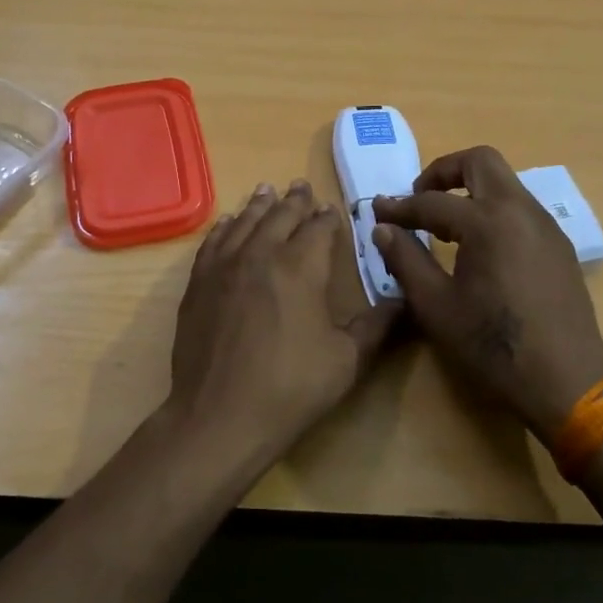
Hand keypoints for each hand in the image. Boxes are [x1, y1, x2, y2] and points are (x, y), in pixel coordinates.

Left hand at [167, 180, 399, 468]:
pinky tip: (228, 222)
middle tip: (301, 186)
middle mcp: (260, 254)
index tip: (332, 209)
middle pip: (279, 216)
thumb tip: (404, 302)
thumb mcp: (347, 361)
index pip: (318, 229)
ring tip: (267, 190)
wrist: (220, 415)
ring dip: (259, 205)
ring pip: (244, 223)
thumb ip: (376, 326)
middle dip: (294, 201)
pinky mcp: (198, 284)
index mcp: (300, 268)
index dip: (327, 217)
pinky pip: (213, 243)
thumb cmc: (290, 388)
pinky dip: (224, 227)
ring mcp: (223, 267)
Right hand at [372, 147, 602, 441]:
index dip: (400, 207)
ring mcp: (546, 226)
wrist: (566, 382)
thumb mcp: (436, 306)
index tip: (377, 212)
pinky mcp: (559, 246)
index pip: (432, 201)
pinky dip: (493, 211)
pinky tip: (480, 248)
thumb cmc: (492, 345)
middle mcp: (521, 210)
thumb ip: (406, 259)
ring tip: (445, 226)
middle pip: (480, 161)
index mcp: (488, 221)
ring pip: (505, 183)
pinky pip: (521, 209)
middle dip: (443, 172)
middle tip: (419, 200)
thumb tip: (383, 228)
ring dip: (470, 190)